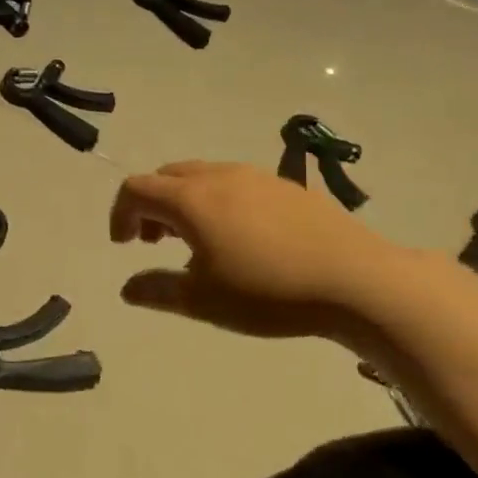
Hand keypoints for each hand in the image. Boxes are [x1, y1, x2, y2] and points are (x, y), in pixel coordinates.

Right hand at [109, 161, 396, 342]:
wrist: (357, 281)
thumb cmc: (268, 292)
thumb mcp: (202, 301)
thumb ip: (157, 290)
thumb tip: (128, 288)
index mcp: (190, 199)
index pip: (136, 189)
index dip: (120, 213)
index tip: (124, 245)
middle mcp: (218, 176)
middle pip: (167, 176)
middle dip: (151, 205)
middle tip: (155, 242)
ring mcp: (256, 177)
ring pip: (202, 176)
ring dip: (184, 202)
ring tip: (197, 241)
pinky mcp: (287, 186)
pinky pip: (236, 183)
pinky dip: (218, 202)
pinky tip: (241, 238)